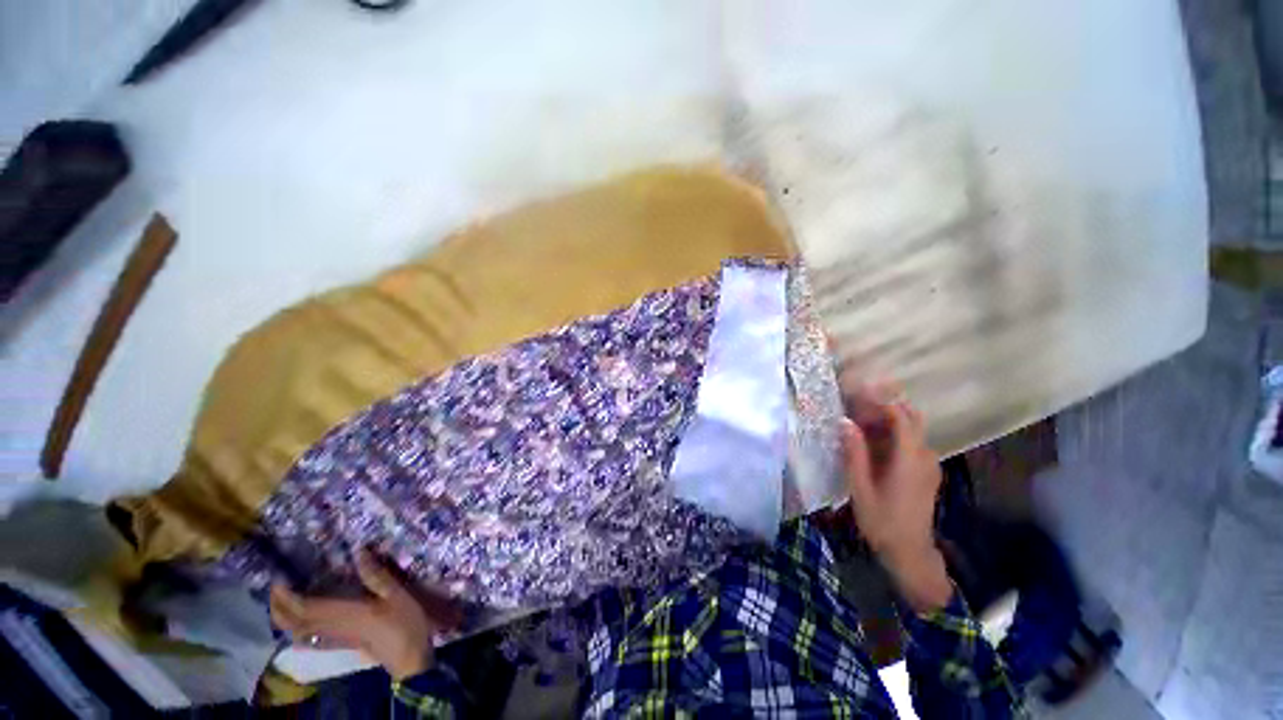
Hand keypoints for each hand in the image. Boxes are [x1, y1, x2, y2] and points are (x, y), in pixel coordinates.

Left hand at [270, 550, 461, 679]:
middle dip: (278, 605)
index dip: (287, 594)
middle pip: (293, 621)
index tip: (279, 577)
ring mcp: (333, 637)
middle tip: (276, 585)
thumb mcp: (397, 594)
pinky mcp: (338, 643)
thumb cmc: (404, 622)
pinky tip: (299, 622)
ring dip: (284, 616)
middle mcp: (331, 627)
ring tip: (284, 598)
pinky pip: (308, 637)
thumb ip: (376, 575)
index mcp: (343, 614)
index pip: (304, 607)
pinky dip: (297, 629)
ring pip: (297, 629)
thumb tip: (359, 551)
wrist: (408, 656)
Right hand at [839, 378, 951, 612]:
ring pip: (911, 429)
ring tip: (858, 419)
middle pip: (911, 418)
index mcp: (910, 459)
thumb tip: (844, 421)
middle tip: (856, 402)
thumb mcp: (860, 487)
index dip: (881, 400)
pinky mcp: (926, 471)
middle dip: (886, 405)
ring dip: (887, 419)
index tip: (859, 390)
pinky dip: (893, 433)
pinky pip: (911, 442)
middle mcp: (925, 456)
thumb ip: (854, 453)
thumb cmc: (882, 521)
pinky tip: (871, 440)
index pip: (902, 417)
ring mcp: (929, 464)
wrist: (910, 552)